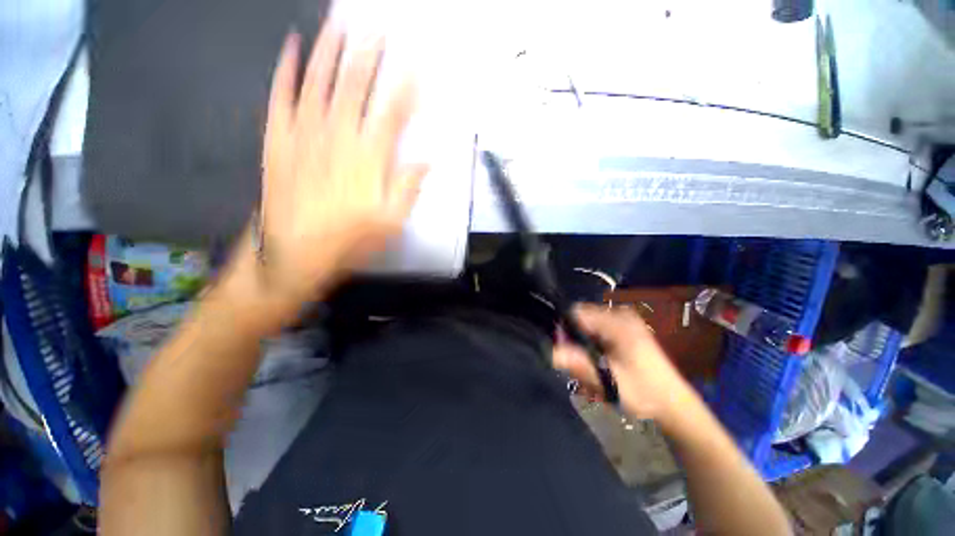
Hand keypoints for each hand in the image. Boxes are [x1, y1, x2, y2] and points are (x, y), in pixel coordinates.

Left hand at [243, 26, 427, 317]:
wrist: (293, 254)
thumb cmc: (349, 241)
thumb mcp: (391, 224)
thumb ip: (408, 189)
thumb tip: (426, 163)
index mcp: (368, 160)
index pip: (390, 113)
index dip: (404, 88)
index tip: (414, 66)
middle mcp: (337, 137)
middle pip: (355, 87)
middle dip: (369, 55)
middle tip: (378, 28)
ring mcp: (303, 134)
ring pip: (318, 82)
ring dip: (330, 49)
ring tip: (340, 22)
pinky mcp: (278, 139)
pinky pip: (281, 97)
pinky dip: (286, 70)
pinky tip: (292, 48)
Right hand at [553, 304, 692, 422]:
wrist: (675, 406)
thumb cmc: (643, 392)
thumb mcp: (608, 380)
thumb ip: (579, 364)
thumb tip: (550, 352)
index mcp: (617, 322)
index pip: (577, 313)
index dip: (565, 330)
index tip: (565, 351)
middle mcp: (621, 315)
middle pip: (582, 319)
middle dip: (575, 340)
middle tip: (580, 365)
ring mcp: (625, 322)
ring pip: (589, 326)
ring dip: (584, 346)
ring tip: (592, 368)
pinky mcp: (627, 331)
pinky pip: (599, 331)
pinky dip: (594, 346)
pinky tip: (601, 364)